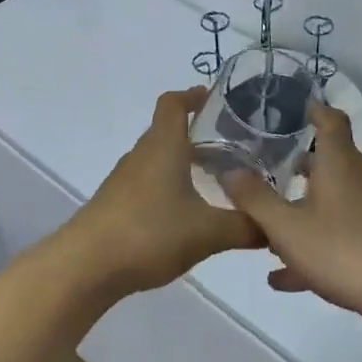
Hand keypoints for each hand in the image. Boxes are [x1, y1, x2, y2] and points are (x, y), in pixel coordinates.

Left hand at [62, 88, 263, 295]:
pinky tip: (185, 212)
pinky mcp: (115, 204)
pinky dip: (168, 186)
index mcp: (163, 146)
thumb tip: (275, 228)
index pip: (173, 104)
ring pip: (157, 158)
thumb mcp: (208, 233)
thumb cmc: (150, 233)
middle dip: (197, 133)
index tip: (215, 99)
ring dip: (182, 161)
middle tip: (231, 145)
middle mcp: (142, 155)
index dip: (193, 95)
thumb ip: (246, 227)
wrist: (86, 266)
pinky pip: (147, 183)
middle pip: (167, 130)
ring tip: (214, 179)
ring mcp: (124, 180)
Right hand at [222, 103, 361, 339]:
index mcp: (339, 163)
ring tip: (265, 226)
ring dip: (300, 209)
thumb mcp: (287, 227)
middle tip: (262, 168)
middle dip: (296, 165)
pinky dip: (313, 244)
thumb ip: (254, 199)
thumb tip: (229, 171)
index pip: (330, 120)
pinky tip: (283, 276)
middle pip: (328, 161)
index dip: (313, 109)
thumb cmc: (343, 250)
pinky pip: (338, 234)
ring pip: (330, 200)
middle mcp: (359, 179)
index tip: (290, 108)